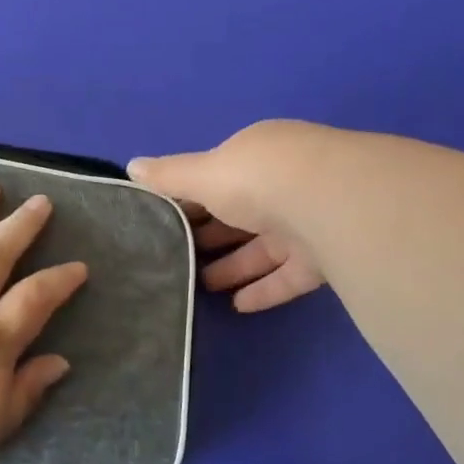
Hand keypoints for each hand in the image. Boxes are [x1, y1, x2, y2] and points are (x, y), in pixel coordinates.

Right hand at [128, 120, 334, 312]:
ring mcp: (308, 221)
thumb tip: (131, 166)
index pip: (217, 178)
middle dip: (209, 236)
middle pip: (239, 215)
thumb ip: (169, 176)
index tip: (162, 224)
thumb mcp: (203, 174)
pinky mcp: (327, 257)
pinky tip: (238, 306)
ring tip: (201, 287)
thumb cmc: (257, 179)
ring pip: (264, 247)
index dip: (188, 200)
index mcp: (257, 157)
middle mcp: (284, 185)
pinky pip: (289, 276)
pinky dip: (265, 289)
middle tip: (176, 261)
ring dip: (234, 266)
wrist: (333, 203)